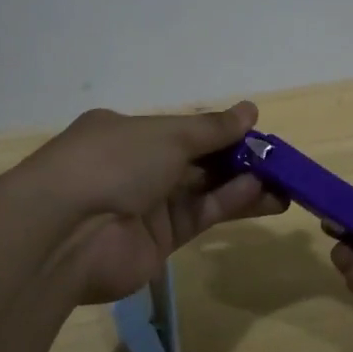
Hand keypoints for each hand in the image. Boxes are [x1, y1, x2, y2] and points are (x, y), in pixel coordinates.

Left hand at [23, 102, 287, 303]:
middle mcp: (137, 166)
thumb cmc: (114, 162)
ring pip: (204, 190)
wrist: (67, 233)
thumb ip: (212, 128)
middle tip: (280, 163)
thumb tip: (250, 110)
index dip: (221, 131)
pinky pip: (201, 215)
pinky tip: (262, 194)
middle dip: (238, 160)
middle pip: (197, 160)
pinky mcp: (159, 241)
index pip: (183, 129)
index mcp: (128, 132)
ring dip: (243, 185)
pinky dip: (229, 203)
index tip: (258, 134)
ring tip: (285, 183)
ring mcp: (147, 205)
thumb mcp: (167, 134)